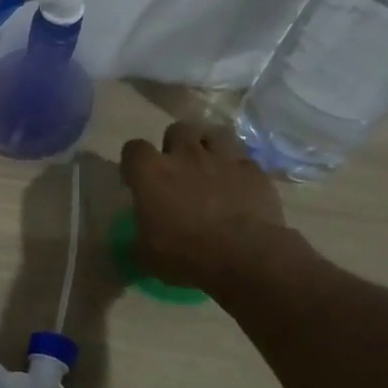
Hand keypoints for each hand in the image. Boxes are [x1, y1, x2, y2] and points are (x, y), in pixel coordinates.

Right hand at [119, 123, 303, 293]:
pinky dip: (238, 169)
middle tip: (177, 168)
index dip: (134, 162)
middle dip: (175, 144)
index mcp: (151, 173)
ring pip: (214, 134)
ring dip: (209, 147)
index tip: (136, 179)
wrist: (244, 257)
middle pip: (177, 129)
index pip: (133, 149)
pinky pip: (243, 160)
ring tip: (209, 167)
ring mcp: (223, 159)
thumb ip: (139, 238)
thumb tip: (137, 242)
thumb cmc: (184, 254)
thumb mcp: (146, 254)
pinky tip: (238, 186)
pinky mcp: (254, 171)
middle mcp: (185, 156)